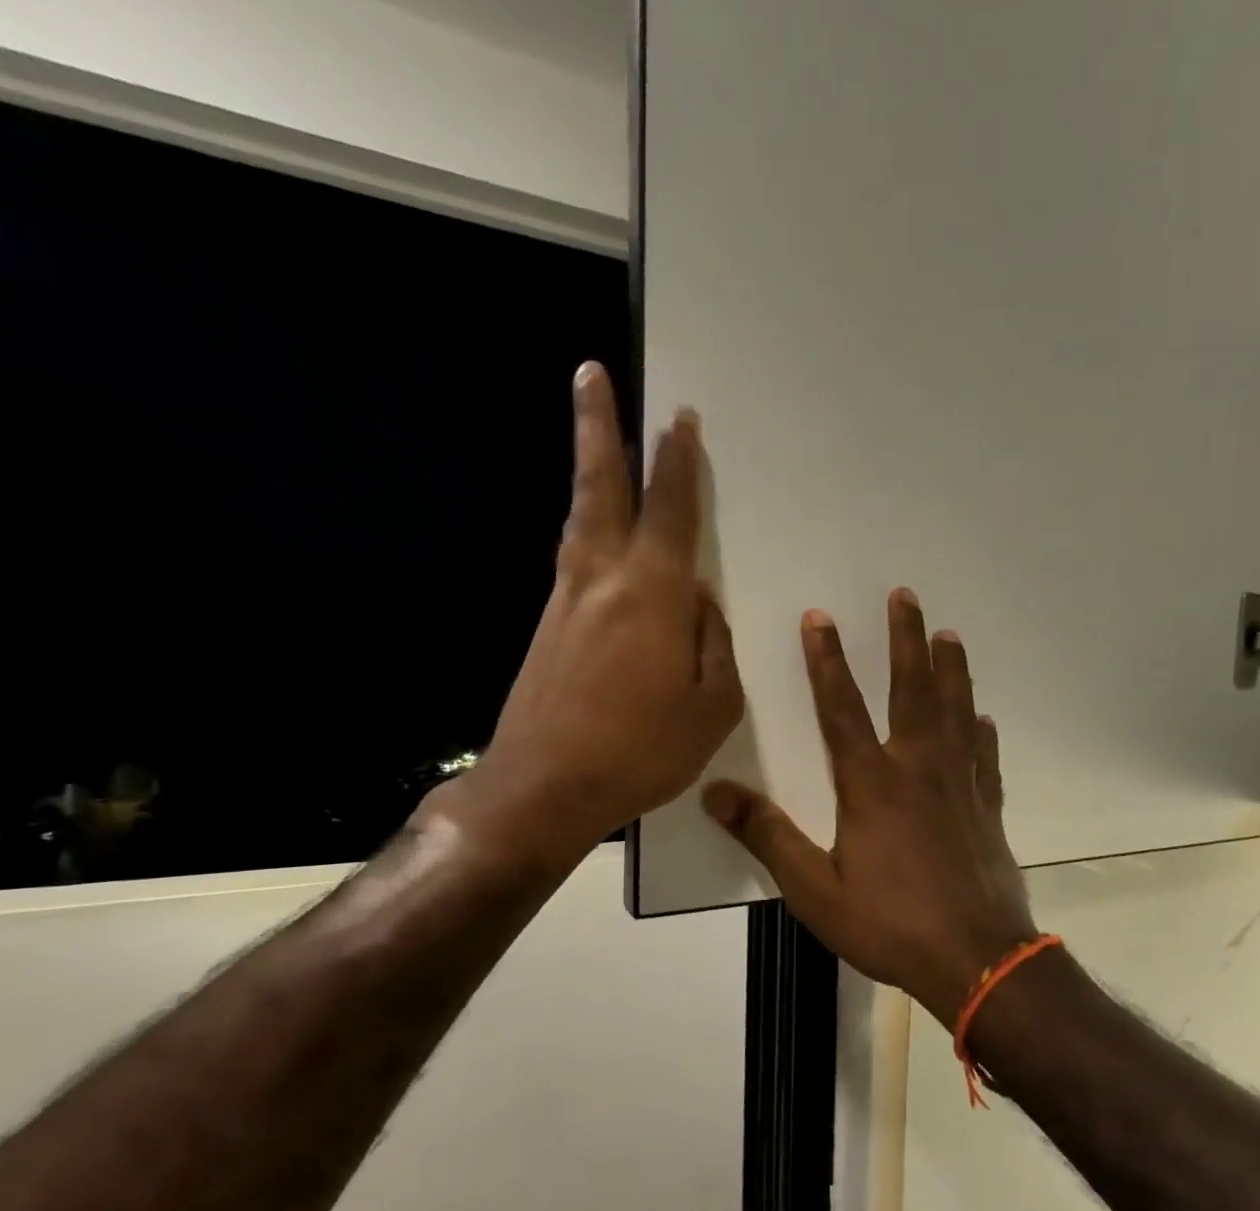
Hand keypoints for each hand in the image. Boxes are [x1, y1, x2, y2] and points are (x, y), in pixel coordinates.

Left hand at [429, 362, 742, 868]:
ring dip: (590, 471)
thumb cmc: (641, 751)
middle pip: (601, 488)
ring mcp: (567, 600)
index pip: (671, 511)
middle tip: (591, 373)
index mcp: (654, 595)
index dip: (677, 463)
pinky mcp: (548, 626)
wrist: (544, 788)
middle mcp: (603, 580)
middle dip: (600, 427)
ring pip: (581, 518)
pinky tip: (599, 537)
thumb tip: (701, 605)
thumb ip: (715, 645)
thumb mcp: (712, 707)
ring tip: (595, 437)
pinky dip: (588, 529)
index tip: (680, 419)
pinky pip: (575, 560)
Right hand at [703, 589, 1037, 1027]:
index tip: (820, 617)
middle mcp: (918, 769)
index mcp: (871, 784)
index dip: (827, 660)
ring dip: (951, 669)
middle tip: (905, 596)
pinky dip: (982, 733)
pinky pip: (986, 757)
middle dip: (905, 640)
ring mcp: (961, 785)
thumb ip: (768, 837)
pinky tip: (982, 718)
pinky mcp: (989, 808)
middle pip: (911, 690)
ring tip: (949, 634)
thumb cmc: (890, 925)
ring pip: (955, 711)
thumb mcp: (815, 890)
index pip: (841, 708)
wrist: (977, 959)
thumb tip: (716, 793)